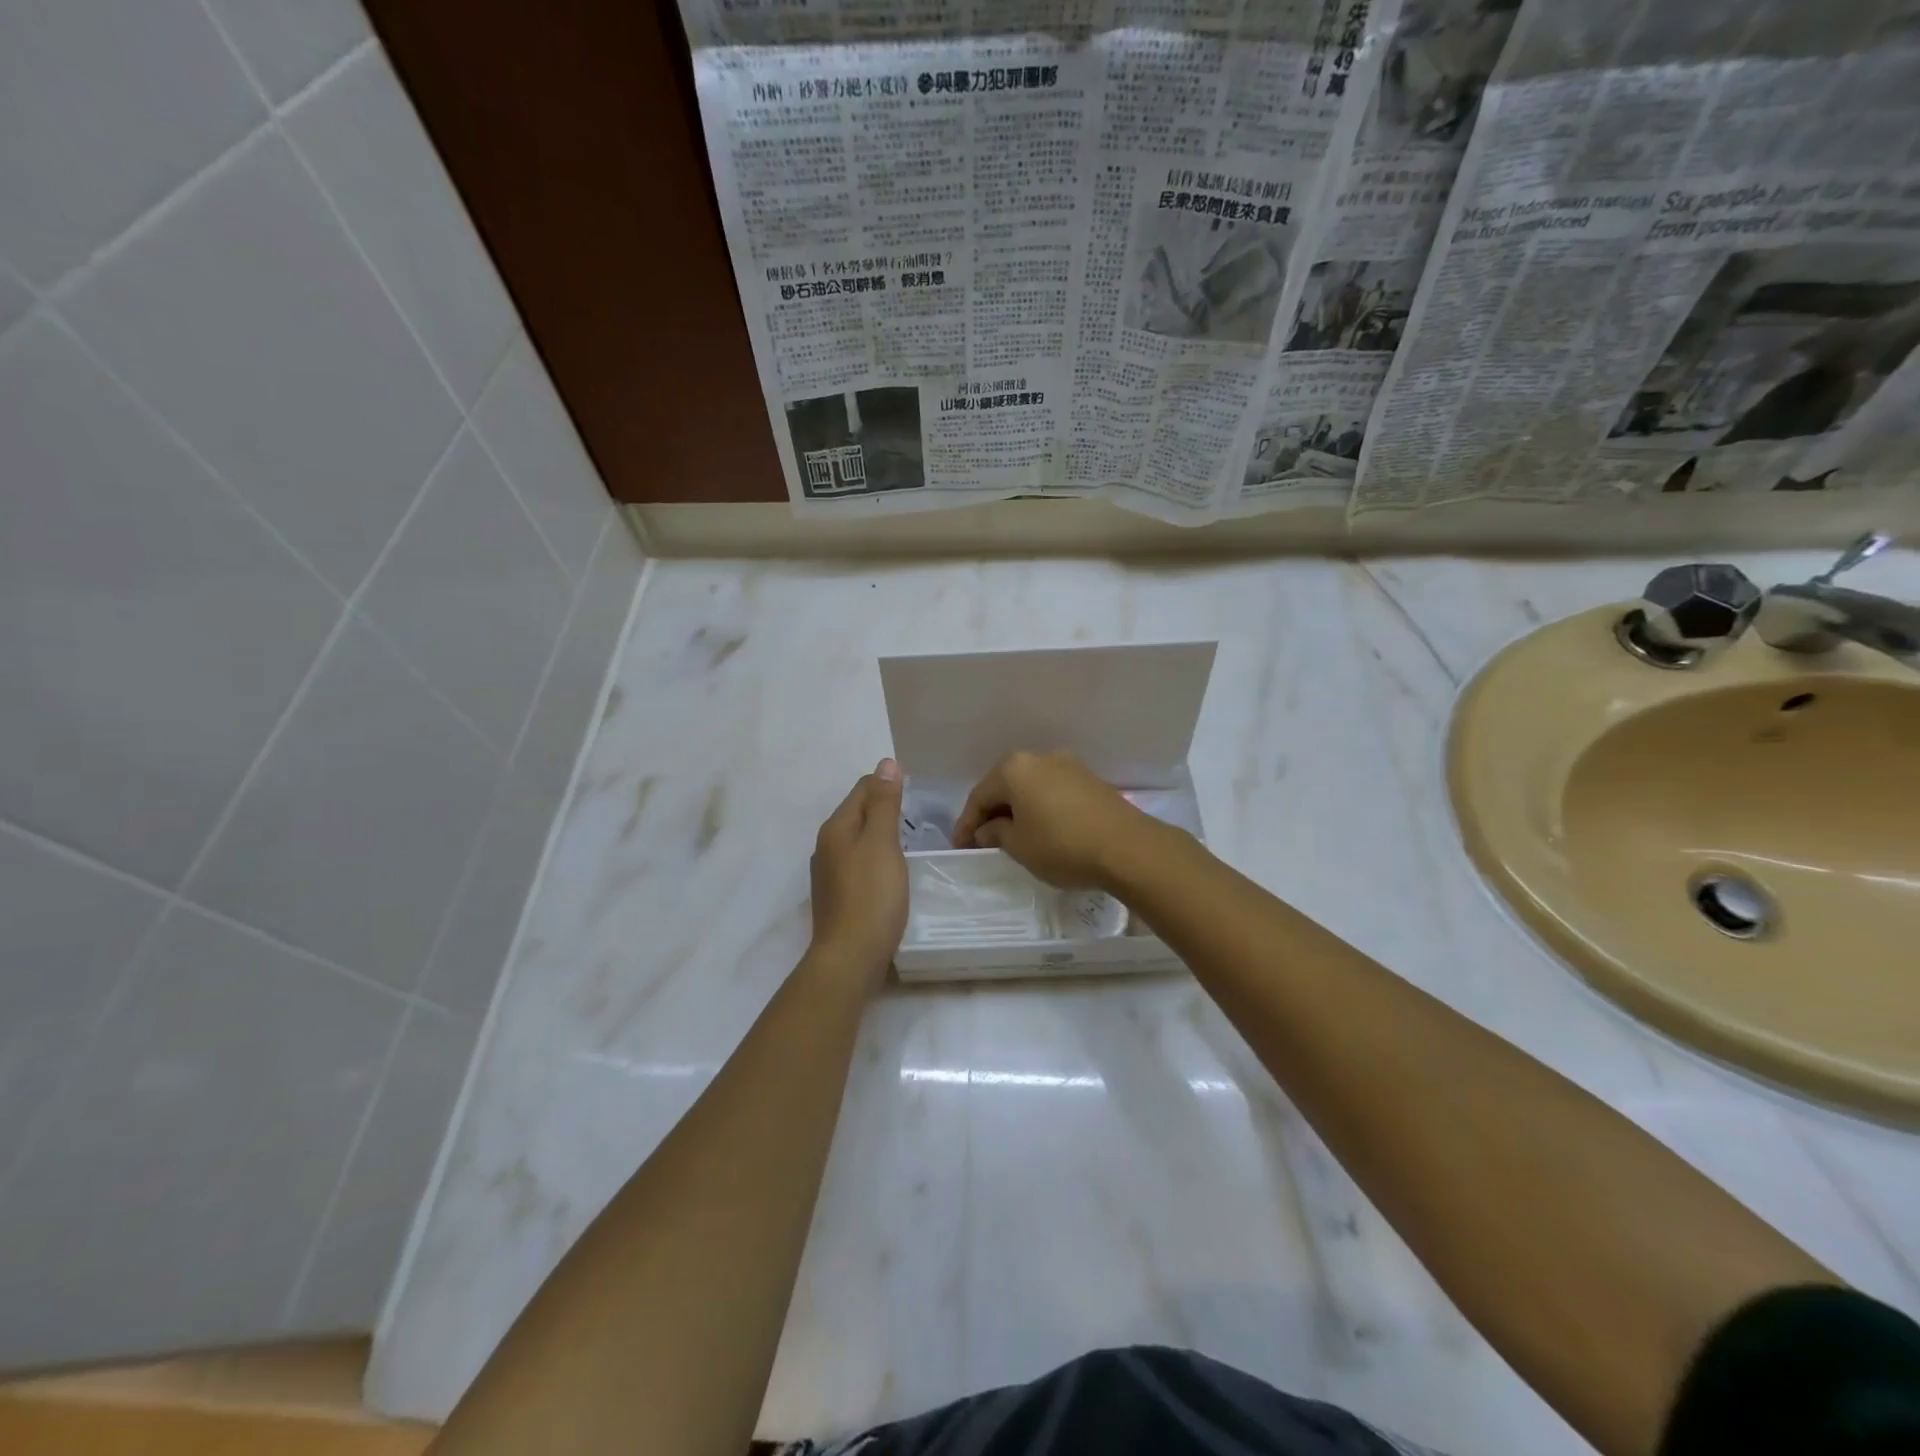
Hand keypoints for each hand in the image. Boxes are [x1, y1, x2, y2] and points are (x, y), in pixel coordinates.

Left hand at [808, 758, 906, 987]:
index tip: (917, 794)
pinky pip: (858, 863)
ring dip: (880, 835)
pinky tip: (891, 873)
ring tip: (908, 843)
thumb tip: (886, 763)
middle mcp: (826, 845)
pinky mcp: (837, 896)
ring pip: (858, 840)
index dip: (889, 785)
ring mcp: (828, 873)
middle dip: (884, 808)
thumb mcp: (882, 842)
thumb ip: (885, 803)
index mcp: (836, 827)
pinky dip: (876, 859)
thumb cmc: (871, 896)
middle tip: (917, 817)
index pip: (863, 788)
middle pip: (857, 813)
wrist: (849, 958)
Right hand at [951, 750, 1161, 890]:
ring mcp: (1069, 765)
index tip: (961, 848)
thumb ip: (995, 833)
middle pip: (1005, 786)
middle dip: (992, 813)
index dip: (966, 824)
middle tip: (983, 841)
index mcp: (1014, 768)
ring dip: (1018, 810)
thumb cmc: (1062, 846)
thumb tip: (989, 828)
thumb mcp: (1018, 846)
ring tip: (1012, 837)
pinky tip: (1041, 829)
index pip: (979, 796)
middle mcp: (1040, 757)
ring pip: (1030, 787)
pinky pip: (1053, 791)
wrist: (1127, 848)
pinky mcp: (1090, 780)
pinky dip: (1041, 808)